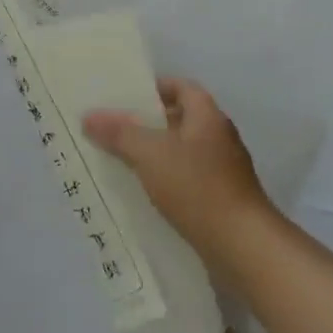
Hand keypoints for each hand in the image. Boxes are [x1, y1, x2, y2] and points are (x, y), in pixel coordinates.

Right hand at [83, 78, 276, 267]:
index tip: (125, 96)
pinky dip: (166, 179)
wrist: (243, 246)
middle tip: (114, 128)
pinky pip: (187, 178)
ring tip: (120, 159)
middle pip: (179, 118)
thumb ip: (120, 133)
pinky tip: (144, 192)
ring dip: (155, 153)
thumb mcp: (151, 154)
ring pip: (181, 151)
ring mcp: (223, 169)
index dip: (154, 87)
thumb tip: (89, 116)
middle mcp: (218, 136)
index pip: (180, 86)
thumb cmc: (197, 187)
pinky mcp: (221, 197)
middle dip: (147, 122)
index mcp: (207, 116)